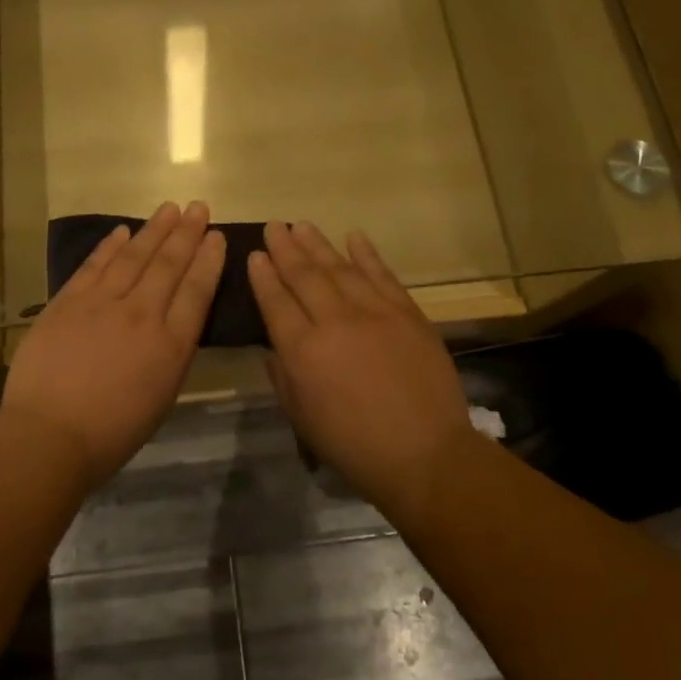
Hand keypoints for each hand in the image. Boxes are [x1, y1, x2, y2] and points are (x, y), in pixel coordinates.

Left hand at [3, 201, 225, 489]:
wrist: (49, 434)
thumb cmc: (112, 431)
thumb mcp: (161, 396)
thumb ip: (171, 353)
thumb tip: (173, 322)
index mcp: (171, 344)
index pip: (197, 290)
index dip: (209, 259)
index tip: (217, 236)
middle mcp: (142, 314)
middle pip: (169, 264)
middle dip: (187, 233)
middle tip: (198, 207)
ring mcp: (102, 303)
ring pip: (134, 257)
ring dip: (154, 230)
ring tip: (169, 208)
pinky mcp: (68, 301)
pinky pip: (94, 265)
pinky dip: (110, 246)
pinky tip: (123, 231)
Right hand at [249, 221, 475, 522]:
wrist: (425, 454)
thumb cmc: (353, 445)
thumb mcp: (301, 417)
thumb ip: (283, 376)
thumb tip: (276, 346)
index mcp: (303, 350)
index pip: (275, 301)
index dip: (263, 275)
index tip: (255, 254)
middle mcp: (334, 321)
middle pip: (304, 276)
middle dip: (286, 249)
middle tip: (274, 227)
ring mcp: (374, 312)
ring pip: (340, 268)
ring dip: (318, 244)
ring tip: (302, 225)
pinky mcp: (407, 313)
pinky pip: (382, 275)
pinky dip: (367, 254)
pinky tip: (353, 236)